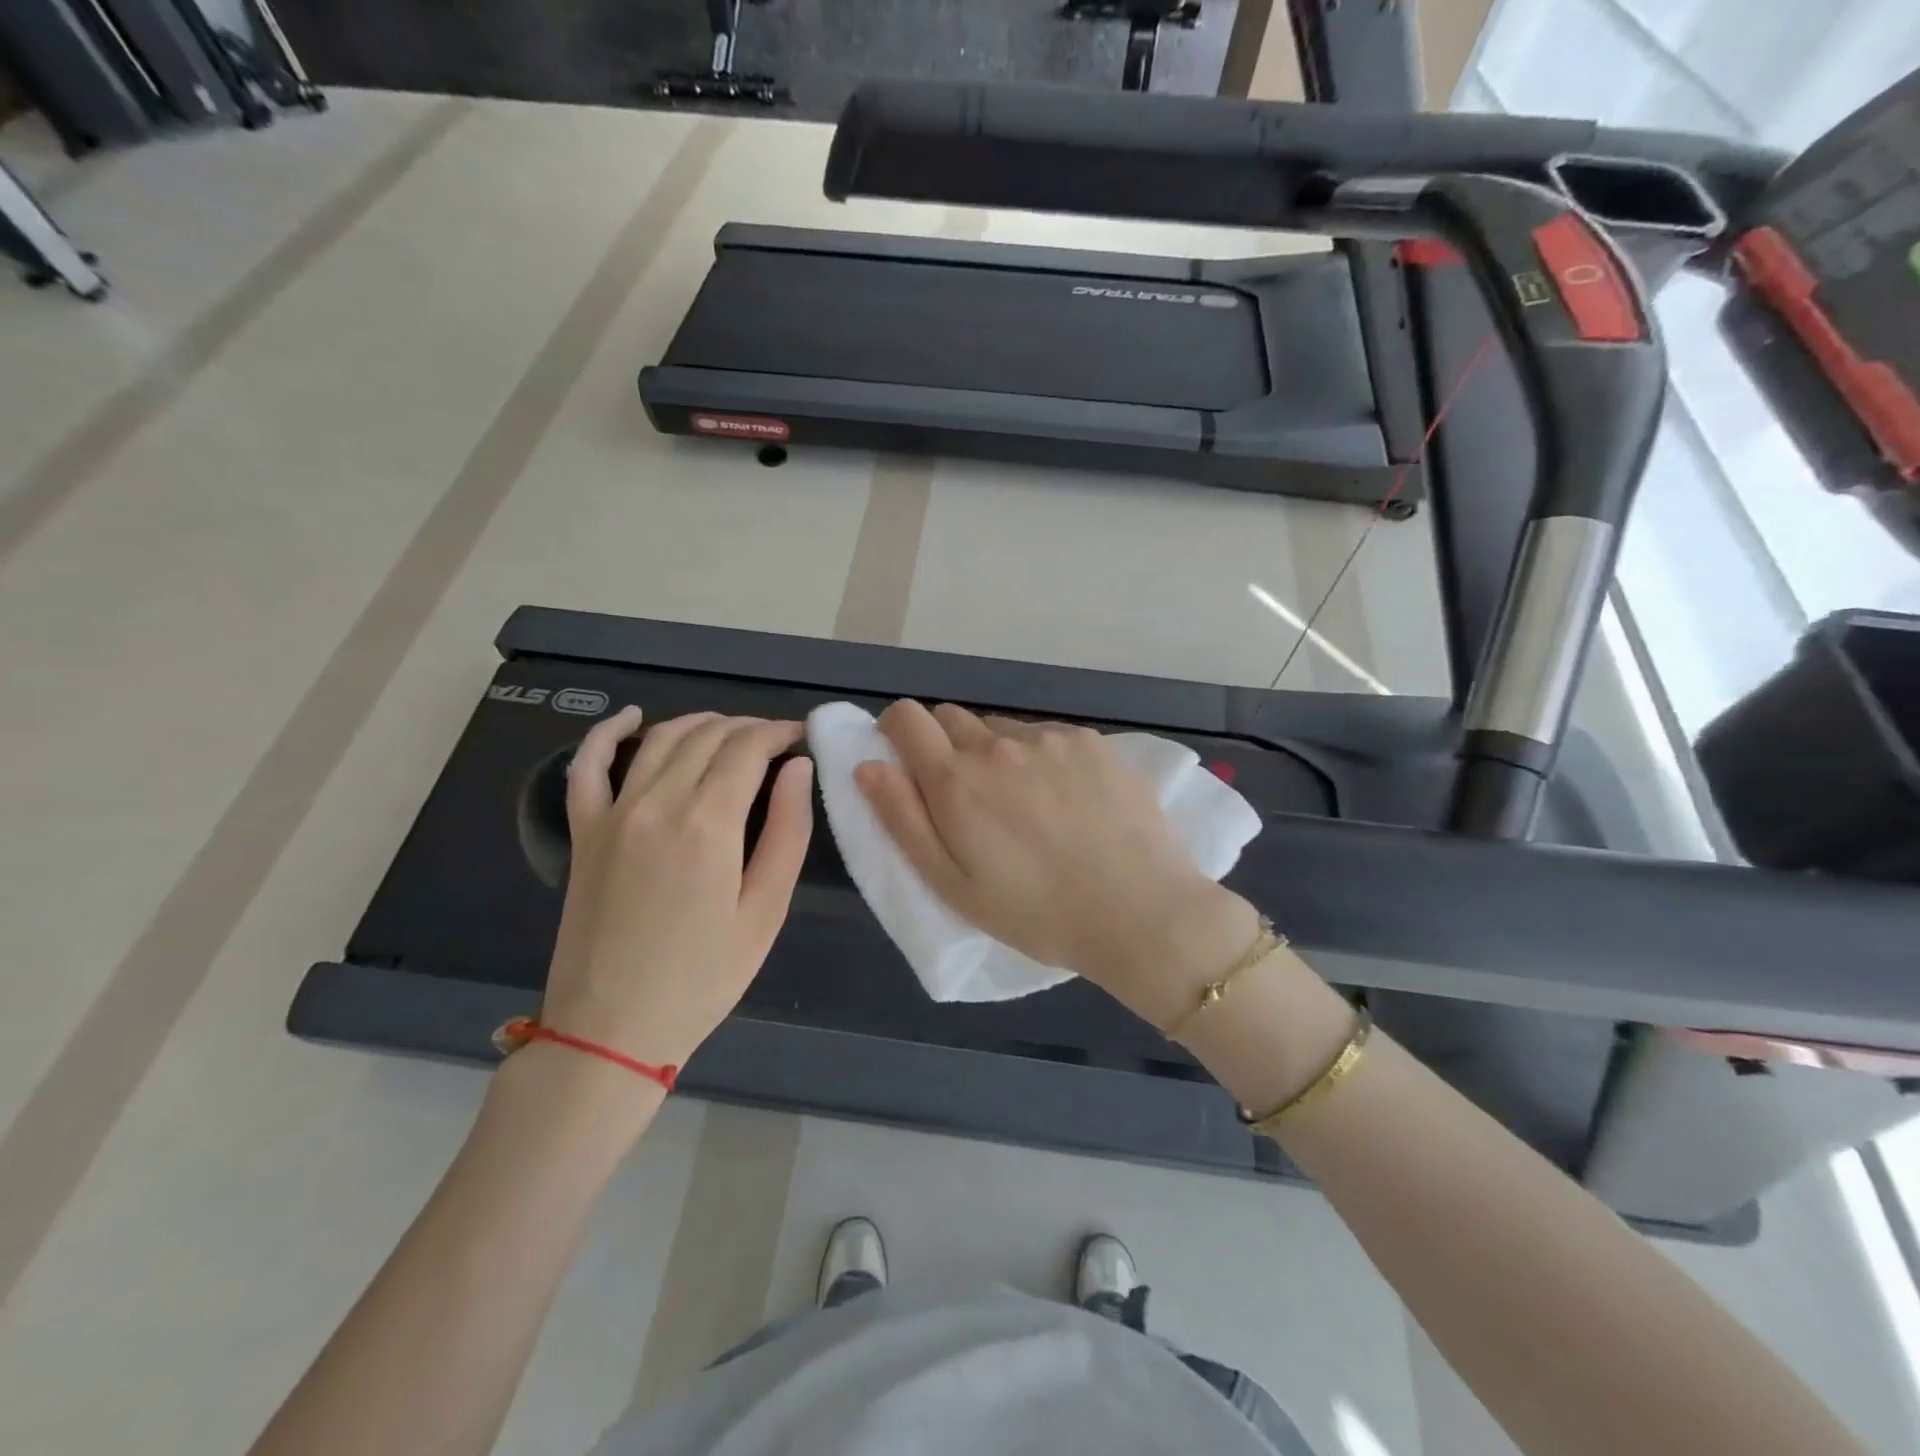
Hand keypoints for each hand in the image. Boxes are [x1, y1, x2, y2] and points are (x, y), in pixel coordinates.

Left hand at [541, 707, 813, 1069]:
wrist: (613, 1028)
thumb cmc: (704, 976)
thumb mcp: (765, 910)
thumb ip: (787, 831)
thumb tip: (797, 768)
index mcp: (708, 823)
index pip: (748, 748)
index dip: (779, 733)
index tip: (800, 737)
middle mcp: (658, 802)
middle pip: (708, 735)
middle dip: (748, 727)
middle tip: (775, 741)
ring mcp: (613, 812)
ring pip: (661, 739)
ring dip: (700, 723)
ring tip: (730, 731)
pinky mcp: (584, 831)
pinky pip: (586, 765)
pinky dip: (608, 733)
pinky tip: (631, 718)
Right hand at [855, 701, 1261, 1028]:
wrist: (1140, 911)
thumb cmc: (1036, 912)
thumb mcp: (952, 884)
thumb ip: (902, 819)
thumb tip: (867, 764)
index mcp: (956, 780)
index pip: (906, 717)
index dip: (897, 732)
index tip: (908, 761)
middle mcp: (998, 744)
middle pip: (951, 718)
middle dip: (946, 747)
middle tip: (970, 799)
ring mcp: (1049, 738)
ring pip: (1000, 728)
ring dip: (996, 752)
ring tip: (1025, 804)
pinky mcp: (1091, 741)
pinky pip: (1046, 735)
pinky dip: (1041, 756)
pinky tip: (1067, 799)